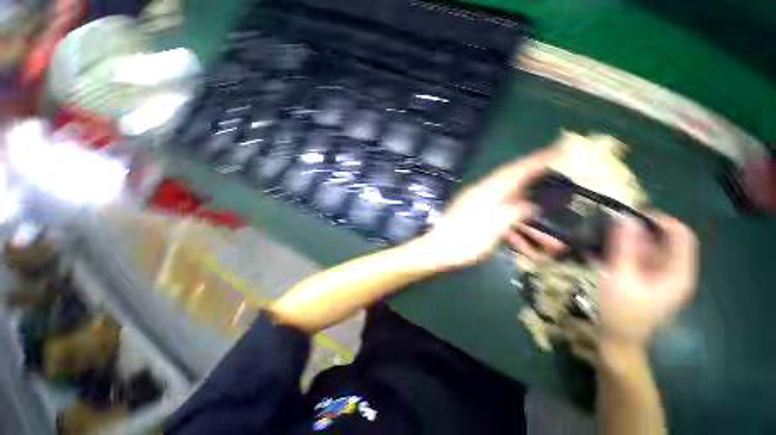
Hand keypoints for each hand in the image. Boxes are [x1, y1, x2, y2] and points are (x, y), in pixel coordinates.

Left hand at [413, 148, 562, 269]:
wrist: (437, 251)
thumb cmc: (465, 239)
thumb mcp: (495, 226)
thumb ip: (515, 212)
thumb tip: (531, 205)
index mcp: (487, 191)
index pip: (516, 170)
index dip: (537, 161)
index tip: (557, 151)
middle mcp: (483, 195)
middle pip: (515, 189)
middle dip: (538, 194)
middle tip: (559, 195)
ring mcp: (478, 207)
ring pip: (510, 209)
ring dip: (528, 222)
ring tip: (550, 239)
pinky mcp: (474, 220)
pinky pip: (499, 221)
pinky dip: (513, 231)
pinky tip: (525, 246)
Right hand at [599, 214, 698, 348]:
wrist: (619, 340)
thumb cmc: (622, 311)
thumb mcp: (621, 277)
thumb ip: (624, 247)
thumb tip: (625, 218)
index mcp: (678, 273)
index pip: (681, 236)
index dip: (661, 220)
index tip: (633, 213)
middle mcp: (675, 273)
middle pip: (666, 241)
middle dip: (642, 229)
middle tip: (614, 224)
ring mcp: (663, 278)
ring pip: (652, 249)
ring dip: (631, 240)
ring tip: (606, 235)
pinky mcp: (650, 282)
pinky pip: (642, 259)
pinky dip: (627, 251)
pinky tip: (606, 251)